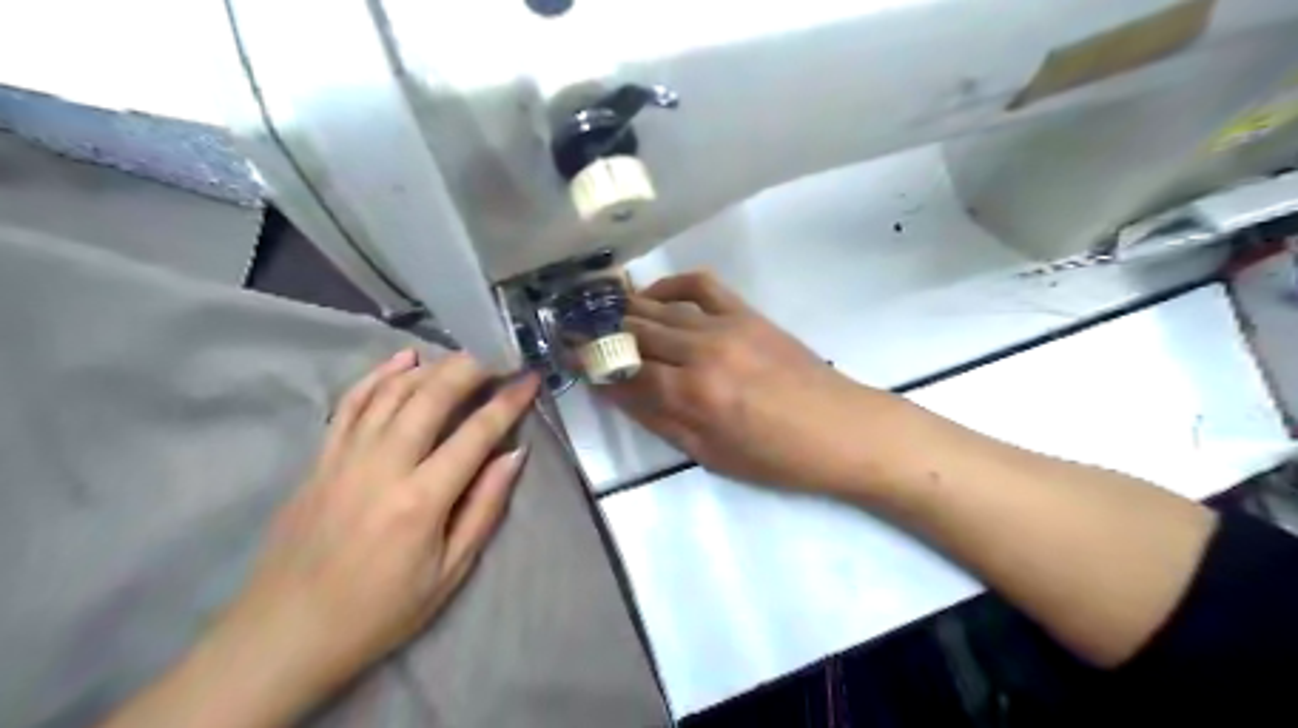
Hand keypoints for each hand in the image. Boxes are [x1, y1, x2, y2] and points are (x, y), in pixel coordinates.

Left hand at [203, 351, 536, 714]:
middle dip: (470, 368)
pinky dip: (378, 376)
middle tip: (497, 356)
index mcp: (421, 500)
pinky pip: (350, 404)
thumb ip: (483, 509)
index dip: (508, 401)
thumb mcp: (448, 573)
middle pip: (431, 397)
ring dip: (431, 366)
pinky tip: (403, 360)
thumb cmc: (379, 612)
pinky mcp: (319, 459)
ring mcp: (344, 458)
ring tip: (461, 355)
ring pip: (391, 392)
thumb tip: (513, 455)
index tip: (529, 379)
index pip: (475, 433)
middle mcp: (382, 467)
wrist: (284, 634)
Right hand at [603, 270, 900, 498]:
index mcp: (692, 395)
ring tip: (605, 312)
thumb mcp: (709, 454)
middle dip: (602, 334)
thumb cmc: (775, 457)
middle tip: (579, 334)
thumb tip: (615, 392)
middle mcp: (702, 351)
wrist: (840, 430)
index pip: (626, 372)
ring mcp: (725, 325)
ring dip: (627, 308)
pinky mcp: (746, 313)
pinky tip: (655, 294)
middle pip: (637, 333)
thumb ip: (659, 419)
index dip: (594, 366)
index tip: (572, 359)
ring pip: (660, 307)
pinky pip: (701, 285)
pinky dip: (672, 283)